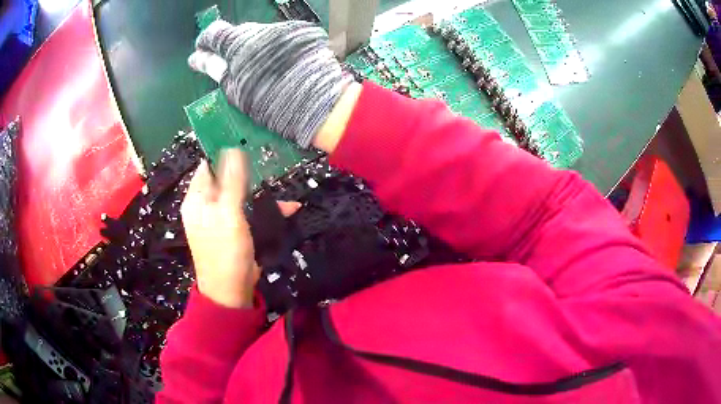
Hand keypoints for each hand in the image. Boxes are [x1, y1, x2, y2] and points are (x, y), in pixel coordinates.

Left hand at [181, 149, 298, 307]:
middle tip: (266, 162)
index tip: (246, 142)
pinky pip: (248, 211)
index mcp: (197, 199)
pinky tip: (287, 208)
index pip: (208, 166)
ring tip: (279, 186)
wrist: (232, 291)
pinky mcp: (235, 229)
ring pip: (239, 195)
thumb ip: (231, 181)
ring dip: (258, 191)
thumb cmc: (225, 251)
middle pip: (224, 179)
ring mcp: (221, 218)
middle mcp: (206, 206)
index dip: (223, 153)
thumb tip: (232, 148)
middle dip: (245, 173)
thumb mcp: (228, 214)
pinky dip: (264, 210)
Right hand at [189, 20, 352, 147]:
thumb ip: (217, 70)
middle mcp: (260, 30)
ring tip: (255, 72)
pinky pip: (276, 40)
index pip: (213, 33)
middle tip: (228, 69)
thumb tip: (198, 59)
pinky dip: (269, 51)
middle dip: (228, 49)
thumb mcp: (236, 90)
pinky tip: (275, 67)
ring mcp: (282, 31)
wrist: (322, 103)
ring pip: (257, 37)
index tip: (201, 54)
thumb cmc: (272, 103)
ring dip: (250, 50)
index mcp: (239, 43)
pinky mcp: (299, 36)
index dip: (204, 44)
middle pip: (236, 34)